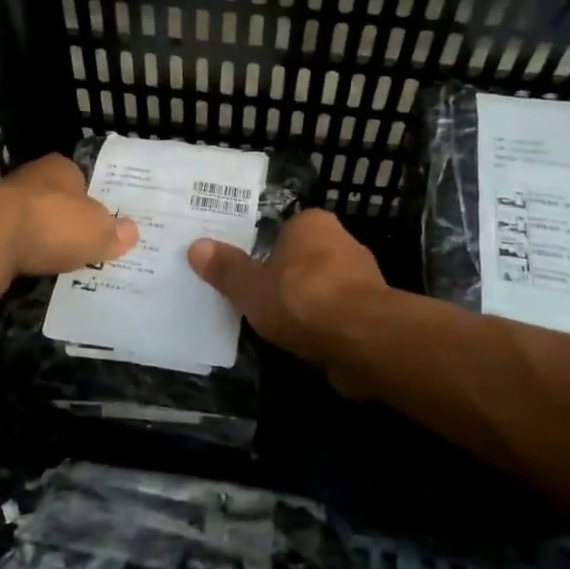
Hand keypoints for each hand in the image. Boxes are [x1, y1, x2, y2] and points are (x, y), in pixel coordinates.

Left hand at [0, 154, 137, 282]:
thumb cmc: (50, 224)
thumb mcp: (97, 231)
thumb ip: (113, 232)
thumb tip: (131, 232)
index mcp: (59, 168)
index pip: (79, 177)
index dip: (90, 198)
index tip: (98, 220)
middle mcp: (28, 178)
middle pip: (52, 199)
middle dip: (63, 219)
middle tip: (82, 244)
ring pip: (27, 221)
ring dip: (37, 239)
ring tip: (56, 262)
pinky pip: (7, 243)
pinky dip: (17, 256)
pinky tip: (27, 272)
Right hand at [188, 210, 385, 380]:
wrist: (362, 340)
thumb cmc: (301, 299)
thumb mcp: (250, 287)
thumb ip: (226, 269)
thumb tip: (195, 246)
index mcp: (312, 224)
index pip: (283, 230)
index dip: (265, 251)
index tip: (248, 272)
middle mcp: (342, 241)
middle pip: (304, 258)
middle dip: (287, 278)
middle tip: (257, 298)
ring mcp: (363, 277)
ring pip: (324, 287)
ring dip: (307, 305)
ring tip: (279, 326)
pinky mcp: (374, 311)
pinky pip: (339, 315)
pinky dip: (325, 327)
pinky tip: (306, 344)